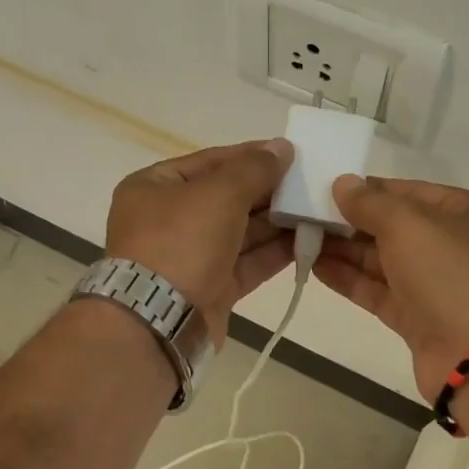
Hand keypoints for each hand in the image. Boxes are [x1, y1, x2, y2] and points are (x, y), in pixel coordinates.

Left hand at [104, 139, 294, 344]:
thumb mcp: (218, 193)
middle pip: (226, 198)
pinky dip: (273, 253)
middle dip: (267, 192)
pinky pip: (245, 264)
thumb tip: (281, 148)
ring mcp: (188, 258)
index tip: (288, 154)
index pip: (209, 161)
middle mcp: (168, 221)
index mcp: (154, 187)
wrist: (159, 321)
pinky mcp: (209, 290)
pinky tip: (306, 242)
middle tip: (308, 184)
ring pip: (239, 233)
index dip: (250, 156)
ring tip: (315, 211)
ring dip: (275, 223)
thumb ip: (253, 169)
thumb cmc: (180, 242)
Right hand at [315, 175, 468, 398]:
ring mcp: (436, 286)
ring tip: (303, 239)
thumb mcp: (409, 224)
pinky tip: (317, 267)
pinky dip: (350, 280)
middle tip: (306, 216)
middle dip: (351, 222)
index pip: (410, 192)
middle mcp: (455, 246)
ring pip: (384, 262)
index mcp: (468, 213)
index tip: (327, 189)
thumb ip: (371, 203)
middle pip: (395, 228)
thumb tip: (343, 184)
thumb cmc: (451, 273)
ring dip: (345, 251)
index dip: (369, 190)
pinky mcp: (418, 319)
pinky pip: (379, 292)